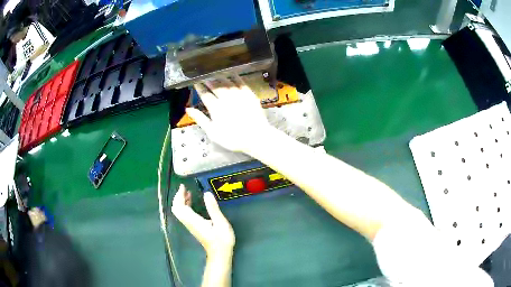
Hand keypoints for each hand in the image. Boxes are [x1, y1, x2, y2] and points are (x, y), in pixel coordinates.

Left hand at [171, 184, 234, 257]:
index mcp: (194, 221)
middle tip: (185, 188)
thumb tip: (207, 193)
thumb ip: (213, 208)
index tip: (183, 186)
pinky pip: (183, 214)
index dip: (179, 196)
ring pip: (179, 212)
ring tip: (187, 193)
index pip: (180, 207)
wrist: (220, 254)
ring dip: (180, 201)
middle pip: (176, 209)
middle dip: (178, 197)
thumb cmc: (222, 239)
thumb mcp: (221, 223)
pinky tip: (191, 202)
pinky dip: (184, 206)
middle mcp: (189, 223)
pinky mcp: (193, 227)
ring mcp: (190, 225)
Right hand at [186, 76, 270, 152]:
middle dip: (207, 79)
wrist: (256, 137)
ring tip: (214, 73)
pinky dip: (233, 76)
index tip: (195, 82)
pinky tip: (230, 73)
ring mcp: (238, 94)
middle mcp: (225, 98)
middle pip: (214, 85)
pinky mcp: (249, 93)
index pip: (204, 94)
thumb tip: (188, 109)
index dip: (199, 87)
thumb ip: (200, 119)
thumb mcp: (212, 132)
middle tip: (203, 75)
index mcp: (215, 107)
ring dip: (218, 76)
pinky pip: (240, 81)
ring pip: (226, 81)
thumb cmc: (232, 138)